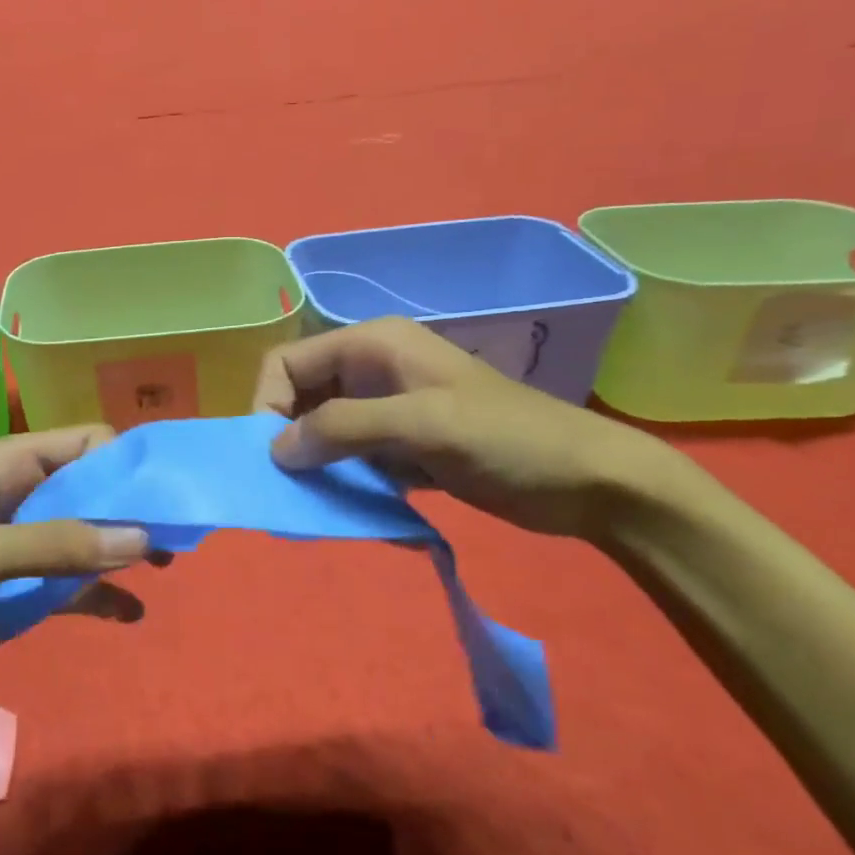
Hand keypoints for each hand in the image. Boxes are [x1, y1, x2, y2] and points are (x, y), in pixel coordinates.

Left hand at [0, 427, 155, 737]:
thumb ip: (54, 545)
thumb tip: (141, 539)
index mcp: (3, 467)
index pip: (83, 444)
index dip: (126, 462)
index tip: (168, 493)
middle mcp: (18, 498)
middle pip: (94, 489)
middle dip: (134, 508)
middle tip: (177, 535)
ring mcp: (21, 548)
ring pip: (90, 535)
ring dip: (125, 548)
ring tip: (165, 568)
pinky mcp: (19, 594)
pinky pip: (75, 585)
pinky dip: (104, 595)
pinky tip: (132, 613)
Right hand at [251, 316, 664, 538]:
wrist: (586, 481)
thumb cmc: (506, 438)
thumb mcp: (422, 424)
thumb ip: (343, 427)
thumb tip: (275, 449)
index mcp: (372, 345)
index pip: (287, 362)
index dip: (267, 404)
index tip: (273, 456)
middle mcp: (371, 371)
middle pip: (300, 398)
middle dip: (289, 439)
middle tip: (292, 488)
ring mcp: (387, 410)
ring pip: (323, 432)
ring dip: (316, 466)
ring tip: (324, 504)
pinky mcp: (402, 447)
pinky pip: (351, 459)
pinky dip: (344, 483)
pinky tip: (360, 509)